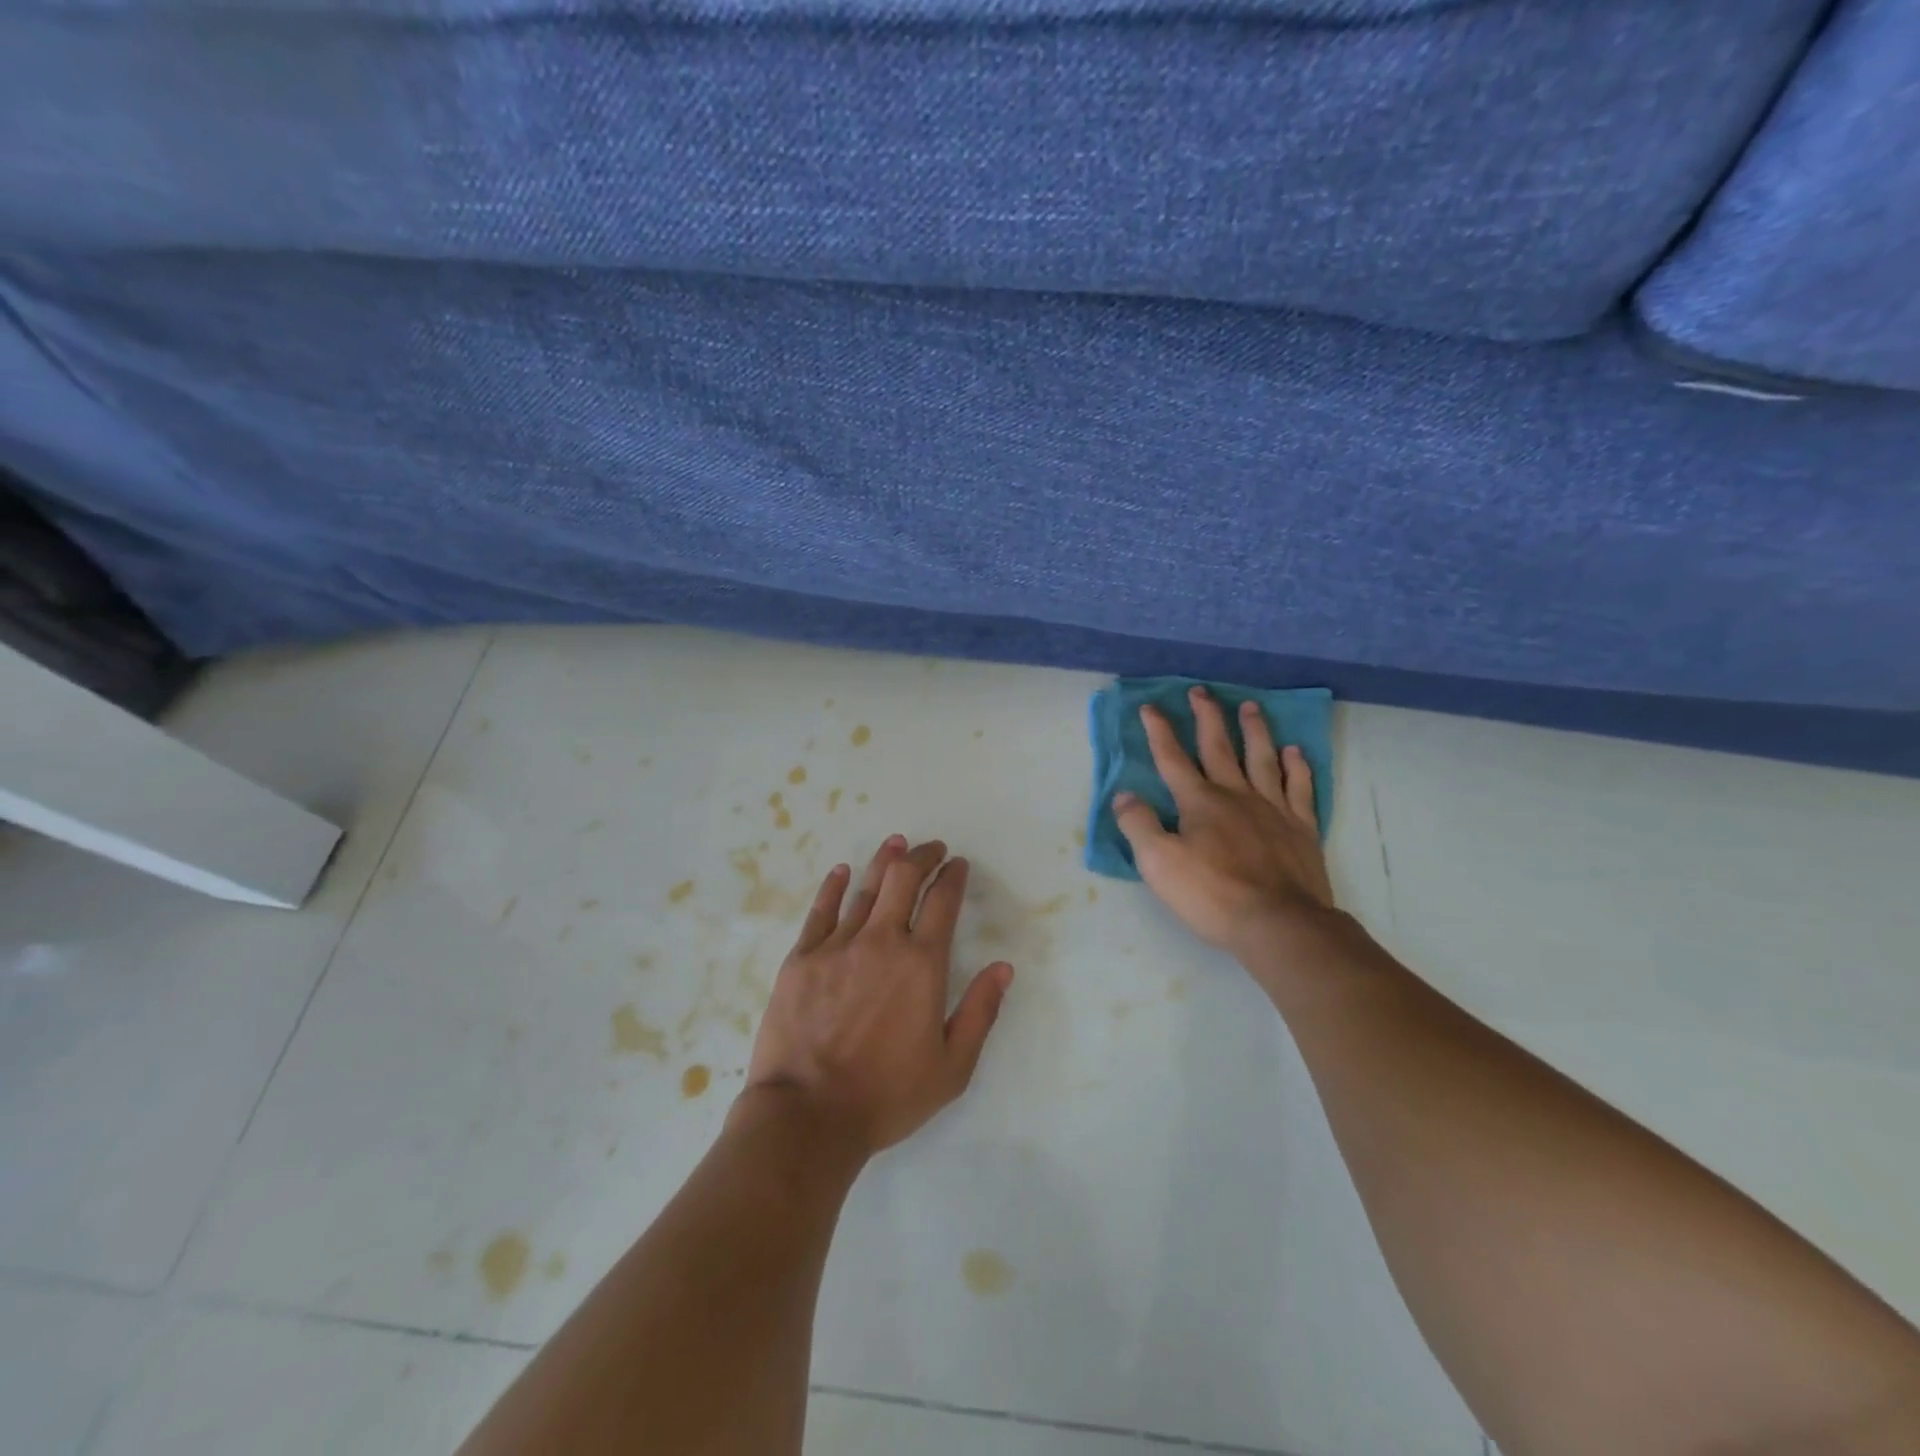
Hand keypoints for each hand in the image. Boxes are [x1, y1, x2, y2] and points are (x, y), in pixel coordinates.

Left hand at [743, 834, 1014, 1157]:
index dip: (953, 877)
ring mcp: (837, 946)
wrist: (807, 1115)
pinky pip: (821, 911)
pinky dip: (834, 886)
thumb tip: (1003, 968)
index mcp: (921, 964)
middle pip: (903, 879)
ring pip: (865, 888)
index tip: (958, 865)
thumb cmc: (886, 1096)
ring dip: (884, 861)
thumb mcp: (952, 1067)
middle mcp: (882, 941)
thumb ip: (980, 1012)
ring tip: (896, 844)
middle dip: (922, 857)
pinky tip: (841, 872)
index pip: (943, 902)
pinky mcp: (801, 958)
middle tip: (931, 849)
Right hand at [1114, 687, 1334, 953]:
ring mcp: (1273, 809)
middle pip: (1219, 747)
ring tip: (1251, 706)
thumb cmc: (1212, 895)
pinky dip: (1297, 766)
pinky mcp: (1302, 828)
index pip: (1173, 758)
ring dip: (1255, 730)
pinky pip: (1300, 787)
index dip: (1159, 731)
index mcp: (1199, 802)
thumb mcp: (1159, 864)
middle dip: (1207, 717)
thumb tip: (1124, 795)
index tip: (1150, 706)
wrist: (1279, 924)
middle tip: (1201, 691)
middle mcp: (1236, 795)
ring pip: (1262, 758)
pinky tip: (1294, 751)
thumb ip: (1139, 825)